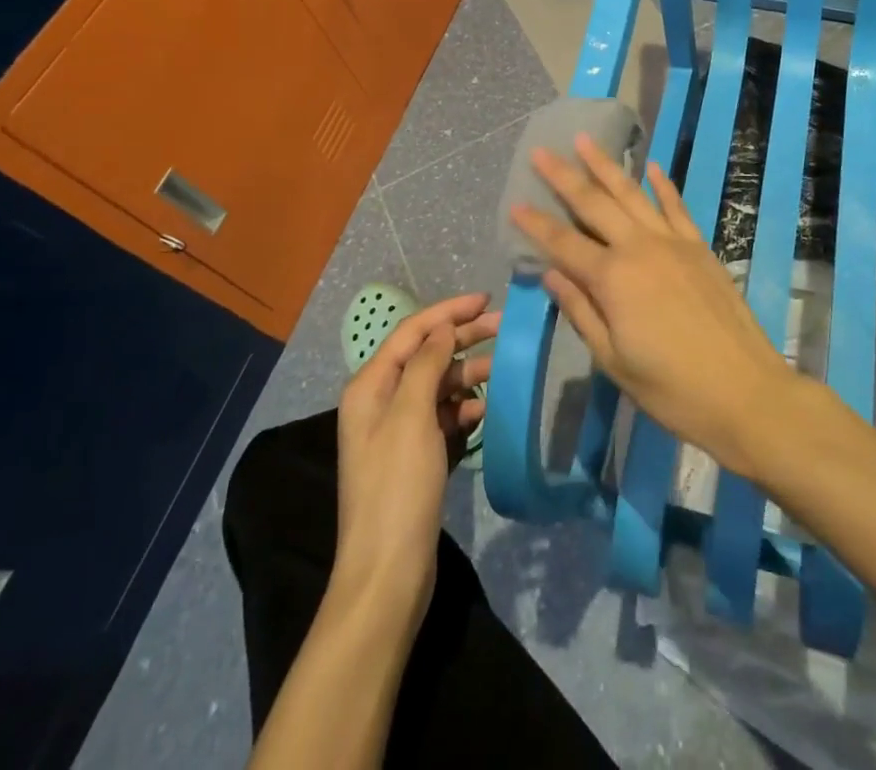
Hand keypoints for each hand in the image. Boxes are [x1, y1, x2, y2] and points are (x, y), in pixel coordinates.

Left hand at [334, 293, 498, 616]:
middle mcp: (380, 402)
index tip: (487, 300)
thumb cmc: (397, 488)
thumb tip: (442, 330)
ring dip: (467, 376)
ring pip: (437, 387)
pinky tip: (484, 414)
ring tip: (502, 373)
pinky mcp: (413, 458)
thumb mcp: (412, 417)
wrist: (387, 575)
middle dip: (463, 339)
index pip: (413, 332)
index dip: (449, 312)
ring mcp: (397, 432)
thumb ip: (427, 365)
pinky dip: (463, 411)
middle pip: (426, 356)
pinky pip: (442, 418)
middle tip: (504, 329)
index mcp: (371, 386)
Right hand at [509, 135, 792, 474]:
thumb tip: (551, 273)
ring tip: (585, 140)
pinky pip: (676, 206)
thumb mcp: (613, 360)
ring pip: (632, 193)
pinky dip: (662, 185)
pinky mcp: (699, 246)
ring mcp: (673, 242)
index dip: (536, 224)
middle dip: (564, 176)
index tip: (514, 202)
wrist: (745, 392)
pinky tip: (652, 166)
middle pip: (594, 204)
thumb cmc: (671, 388)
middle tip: (540, 152)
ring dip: (606, 166)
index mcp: (612, 279)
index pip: (563, 243)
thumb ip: (580, 311)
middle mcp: (639, 247)